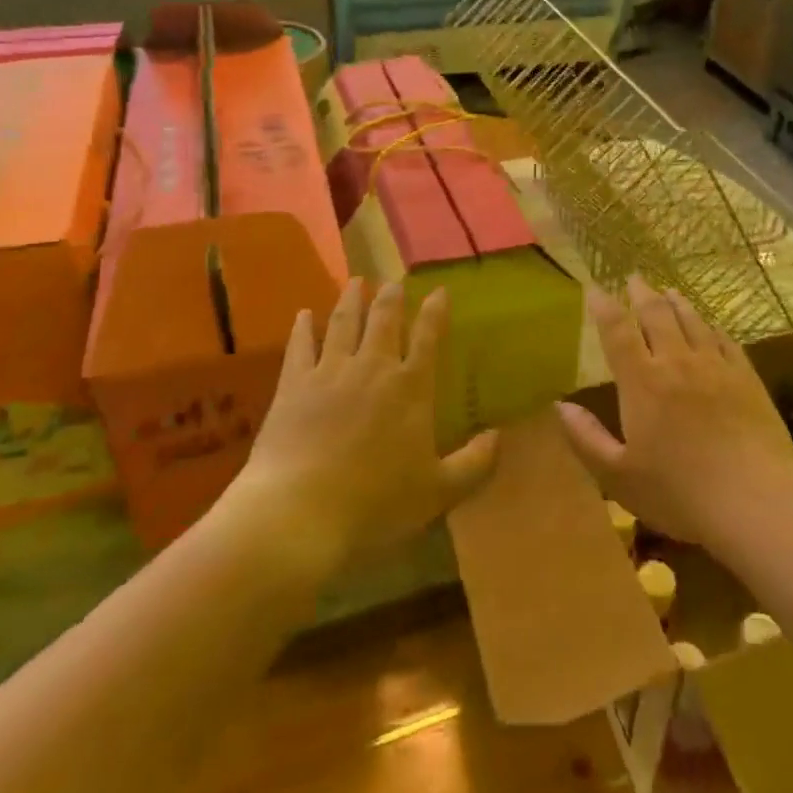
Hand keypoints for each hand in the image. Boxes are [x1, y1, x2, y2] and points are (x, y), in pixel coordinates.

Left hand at [225, 279, 497, 569]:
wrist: (299, 512)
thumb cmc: (376, 504)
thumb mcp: (439, 491)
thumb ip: (475, 463)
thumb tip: (499, 436)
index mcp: (410, 388)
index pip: (428, 338)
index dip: (435, 312)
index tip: (440, 291)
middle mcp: (372, 368)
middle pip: (384, 320)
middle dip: (391, 297)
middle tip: (394, 280)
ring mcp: (329, 372)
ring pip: (343, 323)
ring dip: (351, 299)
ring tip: (356, 281)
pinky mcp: (292, 385)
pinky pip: (300, 346)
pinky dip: (303, 327)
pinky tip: (303, 315)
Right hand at [558, 276, 792, 546]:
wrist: (754, 499)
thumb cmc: (678, 492)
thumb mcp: (618, 475)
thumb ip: (586, 438)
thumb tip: (560, 405)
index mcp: (642, 382)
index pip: (617, 331)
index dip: (603, 306)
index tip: (594, 288)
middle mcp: (677, 362)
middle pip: (657, 315)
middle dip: (642, 294)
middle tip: (634, 278)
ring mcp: (715, 367)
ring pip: (692, 321)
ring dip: (676, 303)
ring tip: (668, 291)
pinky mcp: (746, 378)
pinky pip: (725, 340)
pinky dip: (711, 326)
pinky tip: (710, 325)